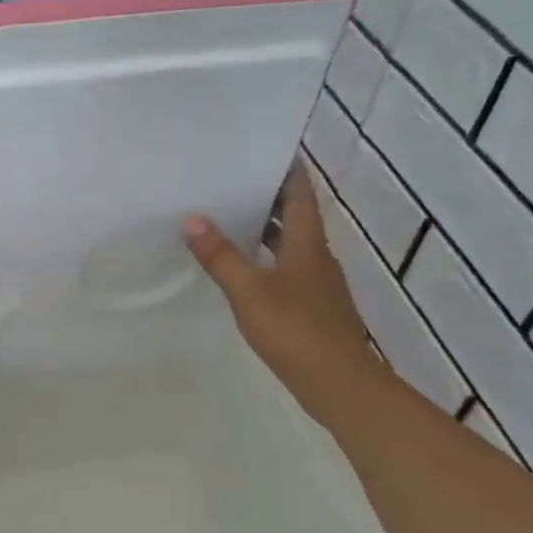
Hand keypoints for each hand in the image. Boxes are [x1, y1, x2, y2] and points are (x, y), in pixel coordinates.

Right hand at [183, 162, 374, 405]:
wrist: (340, 383)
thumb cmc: (297, 330)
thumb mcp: (250, 292)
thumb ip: (221, 256)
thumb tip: (192, 218)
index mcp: (308, 243)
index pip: (300, 193)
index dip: (287, 168)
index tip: (264, 148)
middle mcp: (317, 256)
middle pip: (296, 216)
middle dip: (269, 197)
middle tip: (232, 182)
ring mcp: (318, 284)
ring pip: (292, 244)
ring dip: (267, 230)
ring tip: (230, 220)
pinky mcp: (313, 308)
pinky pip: (289, 270)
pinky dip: (268, 259)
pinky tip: (244, 271)